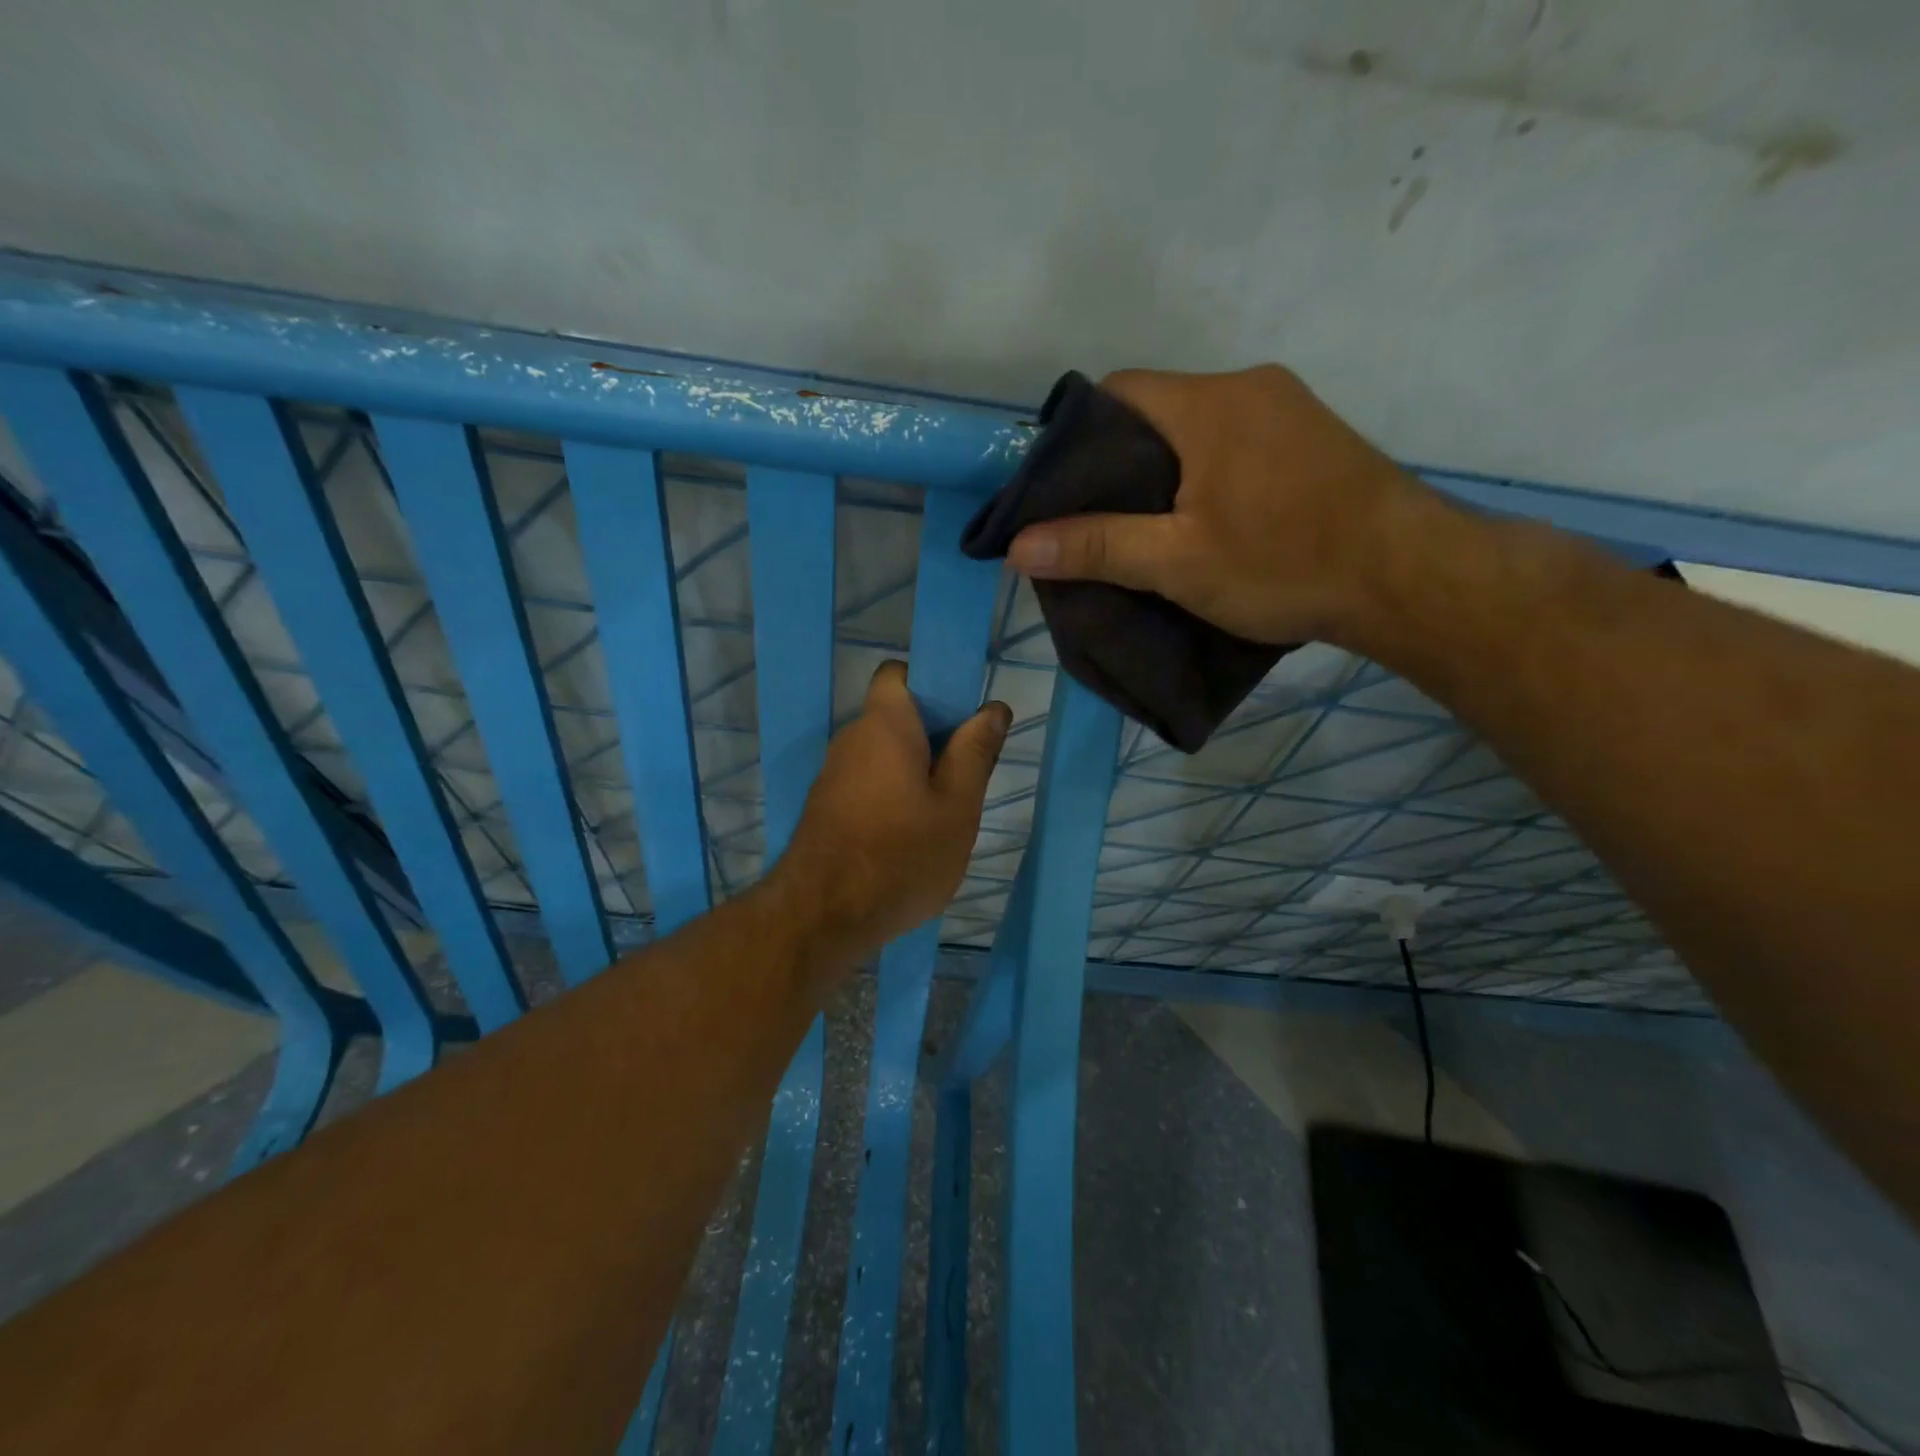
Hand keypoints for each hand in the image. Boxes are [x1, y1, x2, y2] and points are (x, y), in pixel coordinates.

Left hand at [771, 661, 1010, 969]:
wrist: (822, 918)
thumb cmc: (901, 855)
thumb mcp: (957, 807)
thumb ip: (975, 753)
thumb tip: (993, 708)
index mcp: (884, 726)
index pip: (898, 673)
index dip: (932, 685)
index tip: (962, 721)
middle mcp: (851, 739)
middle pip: (896, 718)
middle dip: (934, 737)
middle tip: (967, 777)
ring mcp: (833, 775)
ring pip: (884, 755)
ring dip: (915, 771)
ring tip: (944, 813)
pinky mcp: (825, 808)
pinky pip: (867, 783)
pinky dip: (891, 795)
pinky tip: (910, 836)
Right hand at [1005, 365, 1435, 646]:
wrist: (1410, 578)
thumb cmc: (1285, 563)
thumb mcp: (1178, 562)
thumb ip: (1096, 546)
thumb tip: (1018, 545)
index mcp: (1209, 403)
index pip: (1118, 392)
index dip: (1079, 436)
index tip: (1062, 488)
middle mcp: (1249, 388)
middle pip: (1157, 409)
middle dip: (1120, 460)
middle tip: (1098, 518)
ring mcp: (1289, 410)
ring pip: (1197, 428)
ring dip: (1166, 469)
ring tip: (1146, 526)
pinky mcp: (1314, 440)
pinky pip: (1236, 442)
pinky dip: (1206, 472)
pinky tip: (1205, 519)